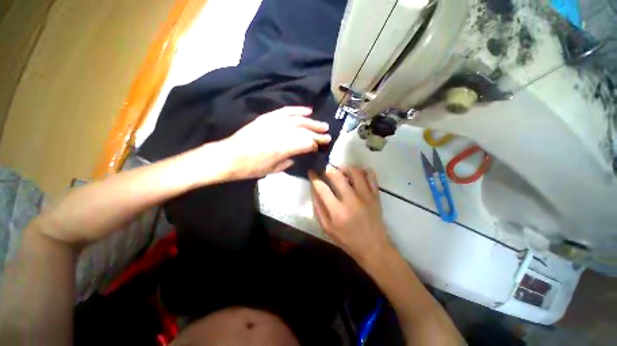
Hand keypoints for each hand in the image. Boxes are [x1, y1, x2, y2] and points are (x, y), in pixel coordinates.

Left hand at [221, 106, 330, 179]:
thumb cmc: (251, 168)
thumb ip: (288, 162)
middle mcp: (281, 133)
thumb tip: (296, 156)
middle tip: (328, 134)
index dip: (316, 143)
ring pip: (298, 120)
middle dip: (318, 133)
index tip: (324, 144)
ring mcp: (273, 123)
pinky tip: (307, 111)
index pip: (307, 143)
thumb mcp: (272, 170)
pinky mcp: (267, 117)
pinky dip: (297, 110)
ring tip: (322, 124)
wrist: (229, 156)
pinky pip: (285, 111)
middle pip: (305, 131)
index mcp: (283, 148)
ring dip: (312, 122)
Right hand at [309, 166, 394, 266]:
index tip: (311, 172)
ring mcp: (366, 196)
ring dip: (345, 168)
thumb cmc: (347, 240)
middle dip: (327, 169)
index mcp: (337, 211)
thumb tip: (314, 189)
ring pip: (355, 171)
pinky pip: (371, 176)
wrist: (373, 247)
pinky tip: (357, 175)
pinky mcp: (376, 195)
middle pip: (337, 175)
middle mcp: (351, 200)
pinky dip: (363, 171)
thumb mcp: (327, 228)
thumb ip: (318, 208)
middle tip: (325, 170)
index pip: (322, 188)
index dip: (314, 177)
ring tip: (341, 172)